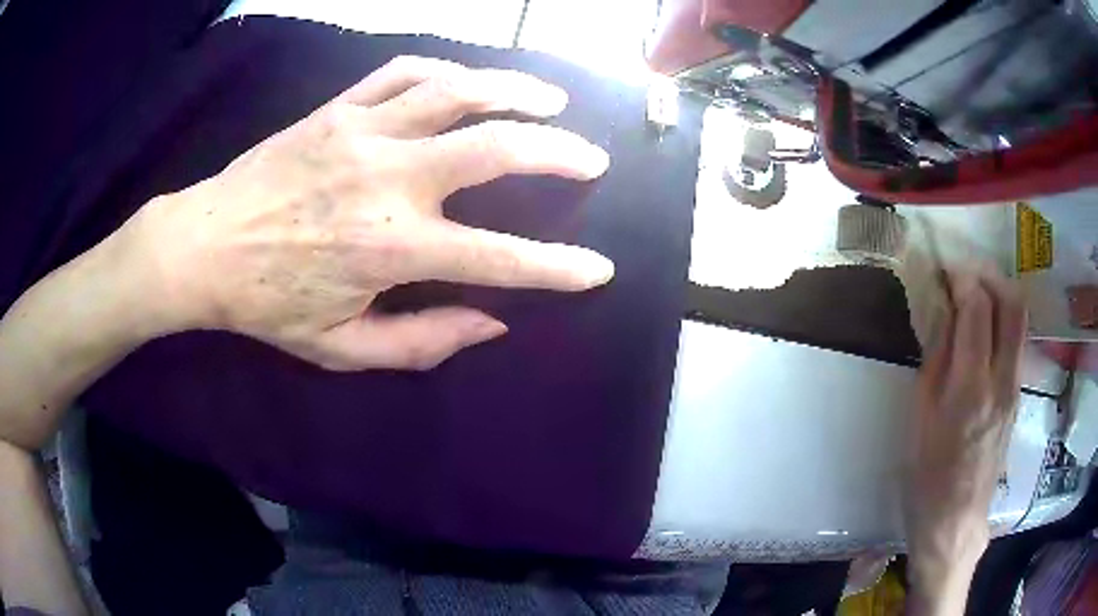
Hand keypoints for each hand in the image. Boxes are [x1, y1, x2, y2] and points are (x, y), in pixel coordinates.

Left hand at [128, 56, 614, 370]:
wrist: (204, 247)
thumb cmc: (267, 304)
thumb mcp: (341, 348)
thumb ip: (421, 343)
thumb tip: (491, 323)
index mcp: (392, 248)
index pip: (501, 258)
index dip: (559, 269)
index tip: (598, 269)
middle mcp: (389, 180)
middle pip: (497, 147)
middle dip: (560, 153)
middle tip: (593, 159)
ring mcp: (363, 132)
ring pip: (459, 91)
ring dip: (517, 91)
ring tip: (551, 101)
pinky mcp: (339, 109)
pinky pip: (405, 73)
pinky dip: (448, 71)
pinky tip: (470, 81)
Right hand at [904, 267, 1026, 612]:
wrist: (956, 519)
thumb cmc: (927, 475)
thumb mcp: (919, 417)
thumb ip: (936, 358)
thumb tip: (943, 312)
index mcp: (971, 388)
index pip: (978, 309)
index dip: (963, 280)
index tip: (945, 272)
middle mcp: (1002, 380)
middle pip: (1012, 304)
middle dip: (989, 277)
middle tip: (965, 276)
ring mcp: (1015, 387)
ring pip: (1019, 320)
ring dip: (999, 295)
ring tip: (974, 297)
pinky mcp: (1017, 395)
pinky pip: (1017, 342)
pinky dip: (1003, 321)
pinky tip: (983, 332)